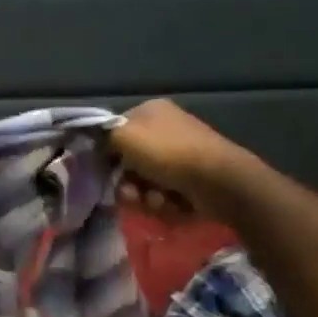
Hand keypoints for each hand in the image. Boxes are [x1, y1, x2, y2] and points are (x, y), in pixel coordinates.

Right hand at [111, 99, 260, 222]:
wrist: (220, 182)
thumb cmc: (168, 154)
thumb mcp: (124, 137)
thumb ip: (103, 138)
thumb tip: (97, 147)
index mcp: (150, 111)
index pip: (116, 132)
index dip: (107, 154)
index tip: (106, 171)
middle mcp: (166, 129)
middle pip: (130, 162)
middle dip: (128, 183)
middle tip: (132, 194)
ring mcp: (181, 154)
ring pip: (145, 182)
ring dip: (145, 197)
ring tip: (157, 201)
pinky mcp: (192, 179)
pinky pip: (164, 194)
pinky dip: (165, 203)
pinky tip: (173, 204)